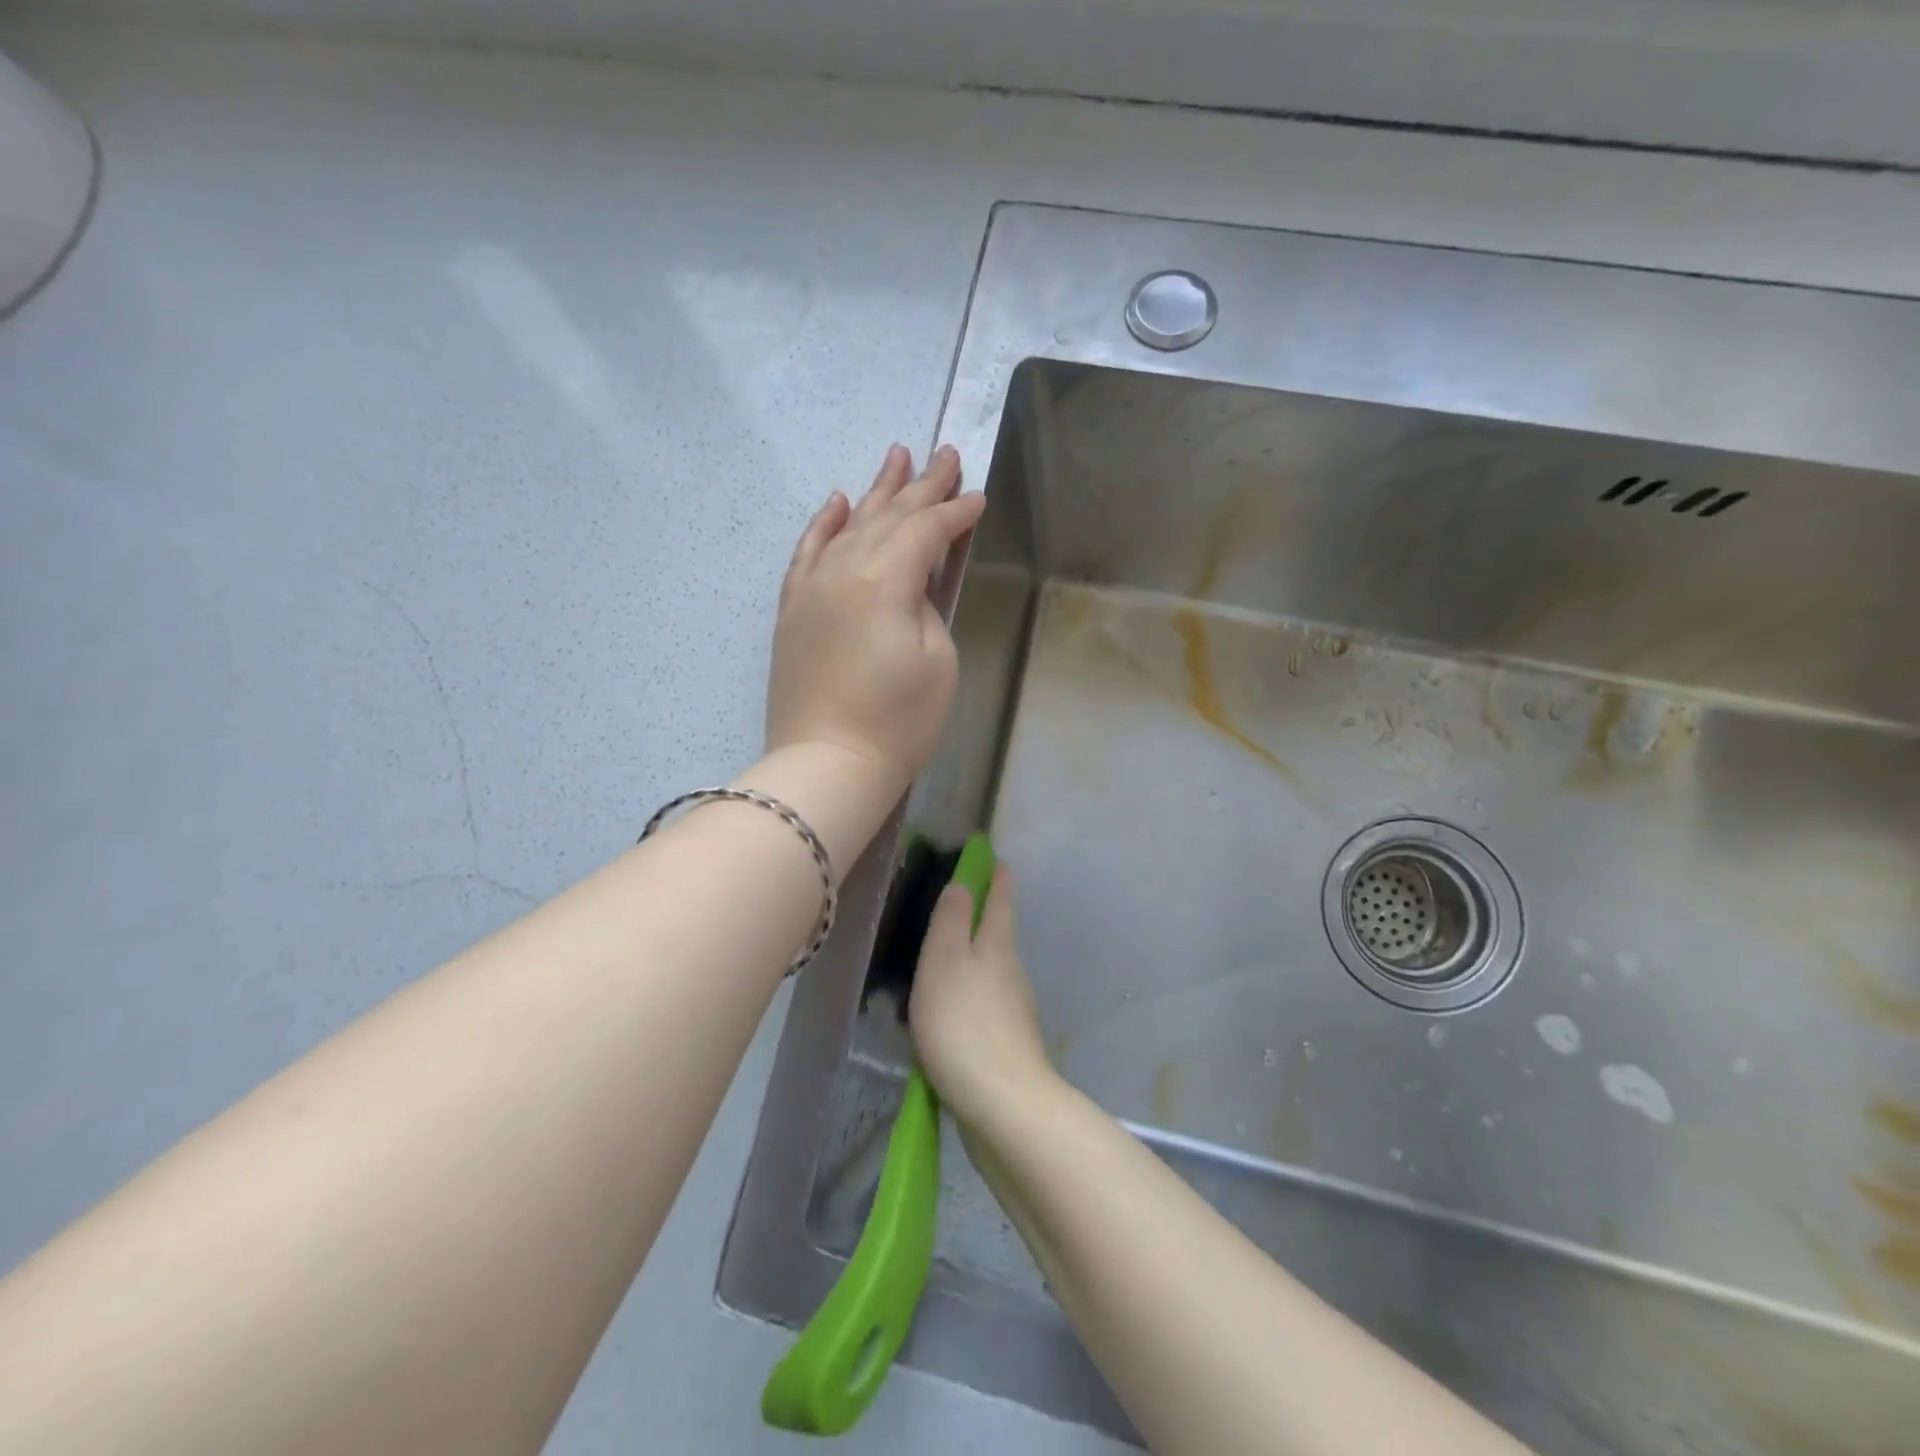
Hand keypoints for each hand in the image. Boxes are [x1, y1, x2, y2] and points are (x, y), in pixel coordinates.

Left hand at [767, 445, 985, 789]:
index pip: (925, 532)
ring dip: (876, 492)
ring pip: (848, 526)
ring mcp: (811, 588)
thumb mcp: (938, 660)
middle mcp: (843, 570)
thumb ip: (927, 604)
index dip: (956, 513)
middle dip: (921, 487)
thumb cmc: (897, 722)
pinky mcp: (793, 610)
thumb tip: (915, 580)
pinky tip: (838, 501)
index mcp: (884, 580)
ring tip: (897, 456)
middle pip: (888, 518)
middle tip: (945, 454)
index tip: (978, 497)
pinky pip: (807, 553)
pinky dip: (824, 524)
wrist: (827, 764)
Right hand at [910, 864, 1059, 1126]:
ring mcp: (1014, 1012)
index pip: (1000, 903)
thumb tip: (963, 884)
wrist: (1004, 1105)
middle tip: (964, 907)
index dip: (998, 881)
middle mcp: (1012, 973)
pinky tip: (952, 1014)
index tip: (999, 861)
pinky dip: (971, 1000)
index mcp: (997, 947)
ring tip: (947, 962)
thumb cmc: (965, 1024)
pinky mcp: (1008, 1046)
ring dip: (975, 962)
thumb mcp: (944, 963)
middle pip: (999, 937)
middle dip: (987, 920)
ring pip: (993, 974)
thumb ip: (950, 922)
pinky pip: (986, 1007)